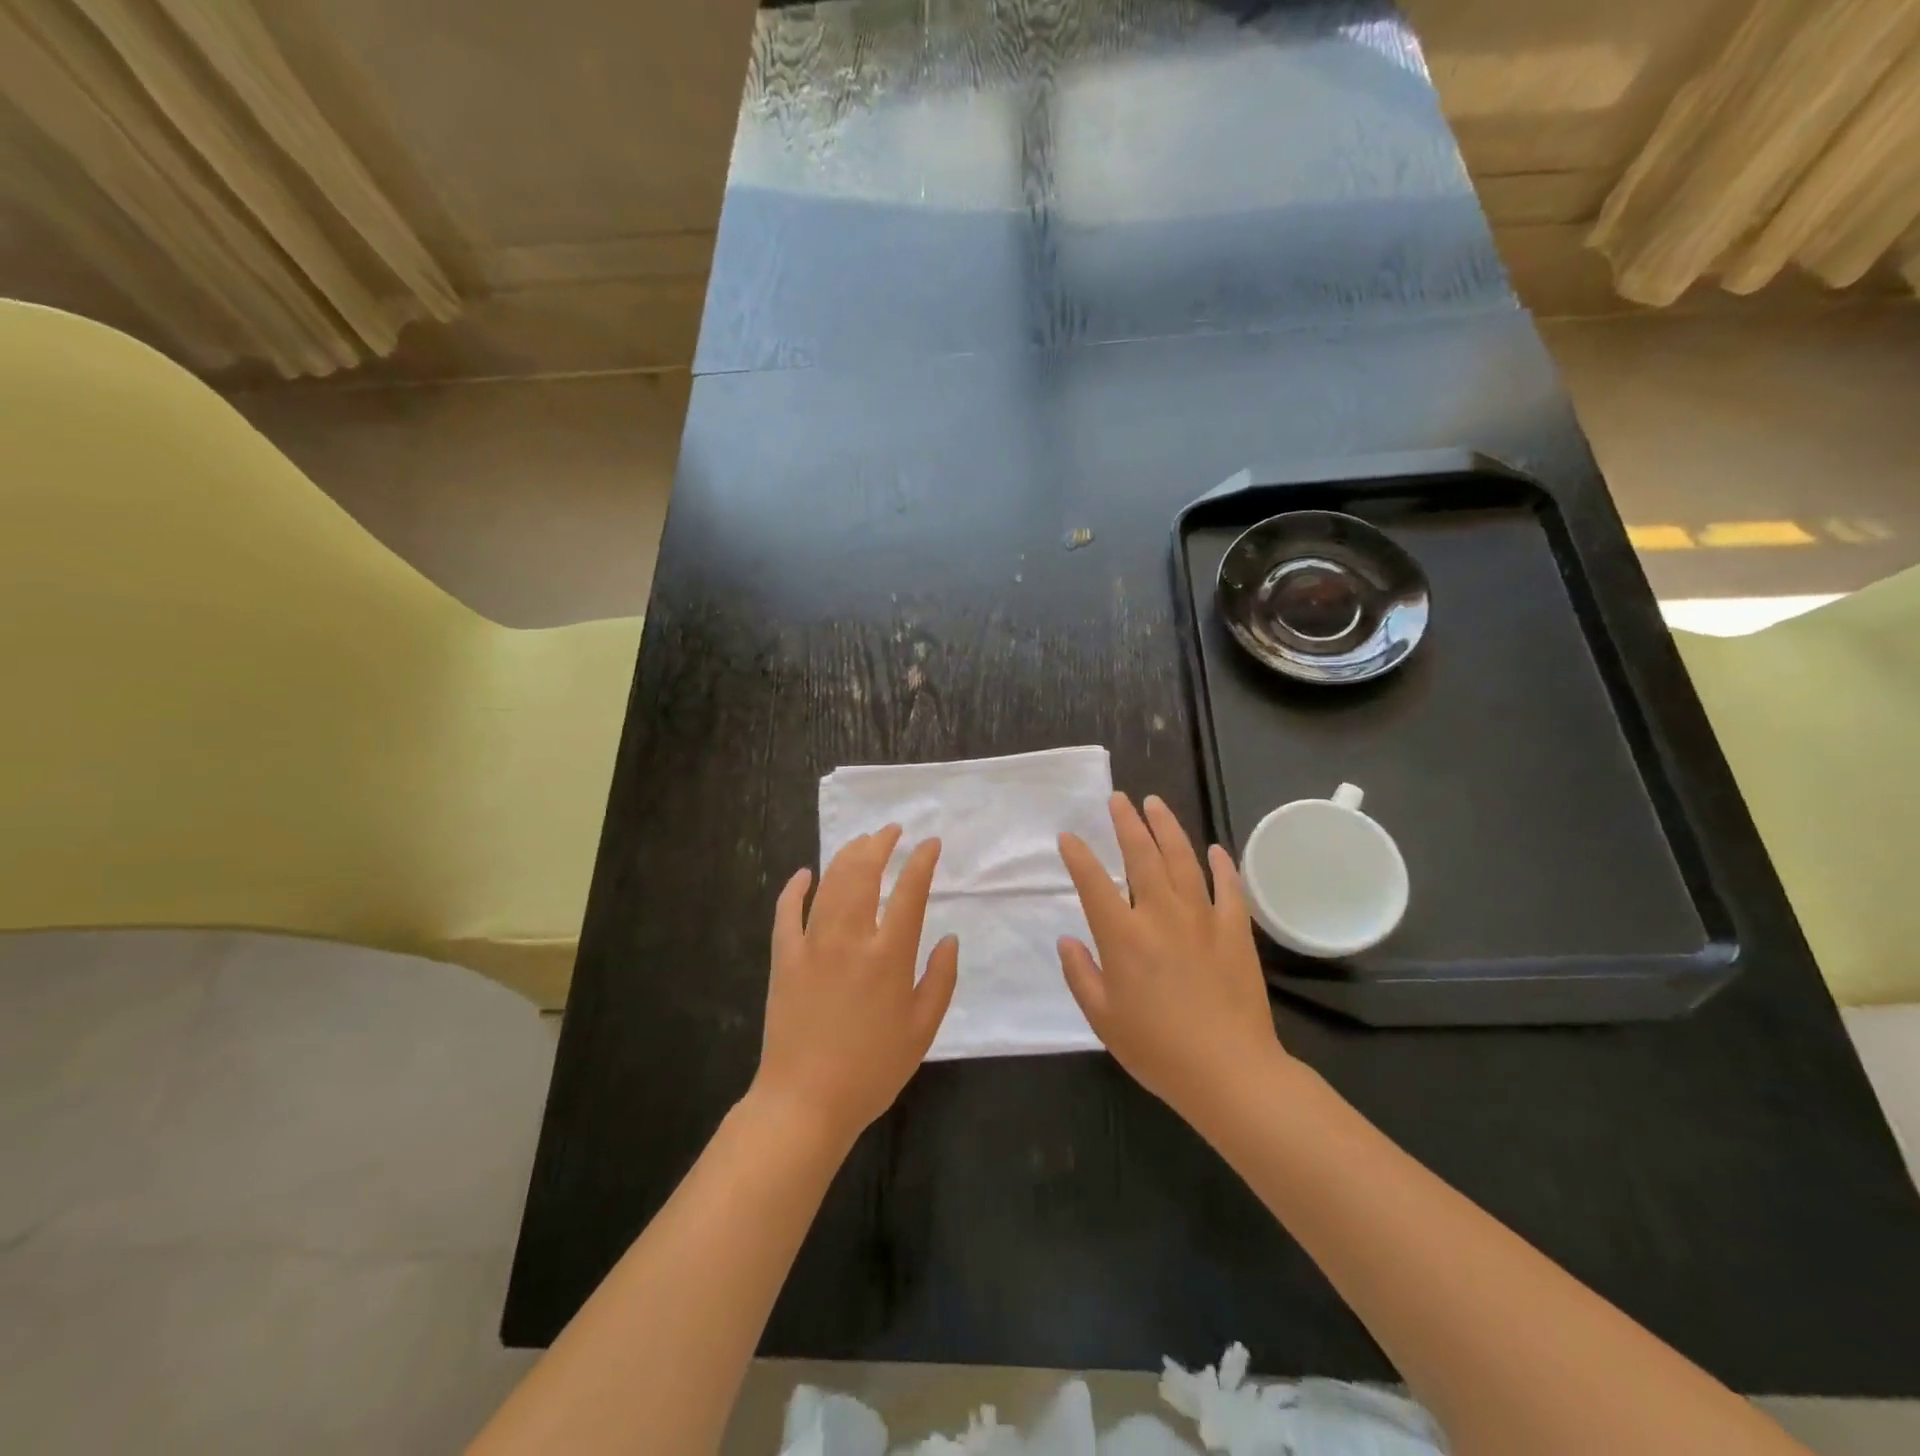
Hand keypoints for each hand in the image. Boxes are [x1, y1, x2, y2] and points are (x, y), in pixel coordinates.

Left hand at [751, 826, 958, 1146]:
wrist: (805, 1102)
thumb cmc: (872, 1070)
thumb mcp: (922, 1030)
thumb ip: (941, 979)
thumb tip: (950, 938)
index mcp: (889, 955)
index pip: (910, 891)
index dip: (922, 861)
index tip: (930, 843)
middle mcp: (851, 938)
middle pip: (864, 873)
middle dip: (880, 844)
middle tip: (892, 831)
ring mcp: (812, 944)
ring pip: (830, 883)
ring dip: (847, 856)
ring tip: (862, 842)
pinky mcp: (784, 958)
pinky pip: (786, 912)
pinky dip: (795, 888)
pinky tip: (804, 873)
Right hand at [1057, 793, 1285, 1121]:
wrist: (1229, 1072)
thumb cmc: (1157, 1049)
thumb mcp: (1103, 1019)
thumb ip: (1080, 974)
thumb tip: (1067, 939)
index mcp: (1123, 936)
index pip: (1094, 883)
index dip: (1078, 856)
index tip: (1068, 837)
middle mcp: (1160, 915)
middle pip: (1141, 856)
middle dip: (1126, 823)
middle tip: (1118, 799)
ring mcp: (1201, 919)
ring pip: (1182, 860)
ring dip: (1167, 828)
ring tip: (1155, 804)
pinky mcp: (1234, 931)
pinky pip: (1229, 889)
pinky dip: (1222, 866)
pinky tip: (1215, 850)